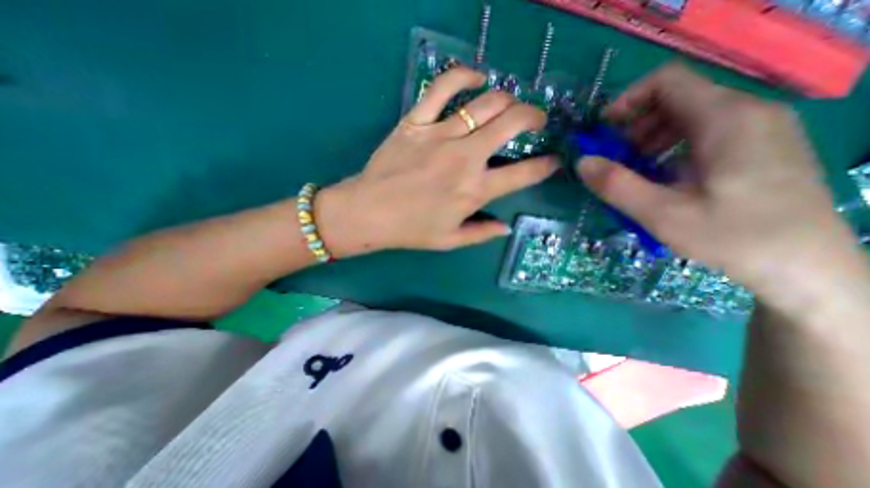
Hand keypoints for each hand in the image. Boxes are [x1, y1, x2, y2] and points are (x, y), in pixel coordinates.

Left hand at [318, 66, 556, 257]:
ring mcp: (440, 135)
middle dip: (534, 117)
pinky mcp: (416, 121)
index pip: (524, 174)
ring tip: (510, 105)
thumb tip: (506, 227)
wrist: (369, 212)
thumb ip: (481, 233)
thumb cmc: (410, 230)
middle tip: (536, 121)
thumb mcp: (450, 240)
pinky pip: (443, 87)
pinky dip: (464, 76)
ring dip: (508, 99)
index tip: (553, 160)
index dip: (546, 166)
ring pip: (486, 102)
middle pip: (512, 123)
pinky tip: (477, 78)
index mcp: (475, 191)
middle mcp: (465, 158)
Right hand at [576, 65, 866, 308]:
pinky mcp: (759, 146)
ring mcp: (758, 128)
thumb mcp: (661, 214)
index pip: (666, 81)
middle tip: (615, 160)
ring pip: (689, 115)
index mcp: (725, 119)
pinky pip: (704, 133)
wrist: (806, 268)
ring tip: (635, 171)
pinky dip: (671, 148)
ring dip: (650, 138)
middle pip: (676, 98)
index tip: (602, 132)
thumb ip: (616, 185)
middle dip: (634, 126)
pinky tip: (663, 177)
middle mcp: (747, 112)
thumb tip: (582, 162)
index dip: (626, 101)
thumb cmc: (732, 238)